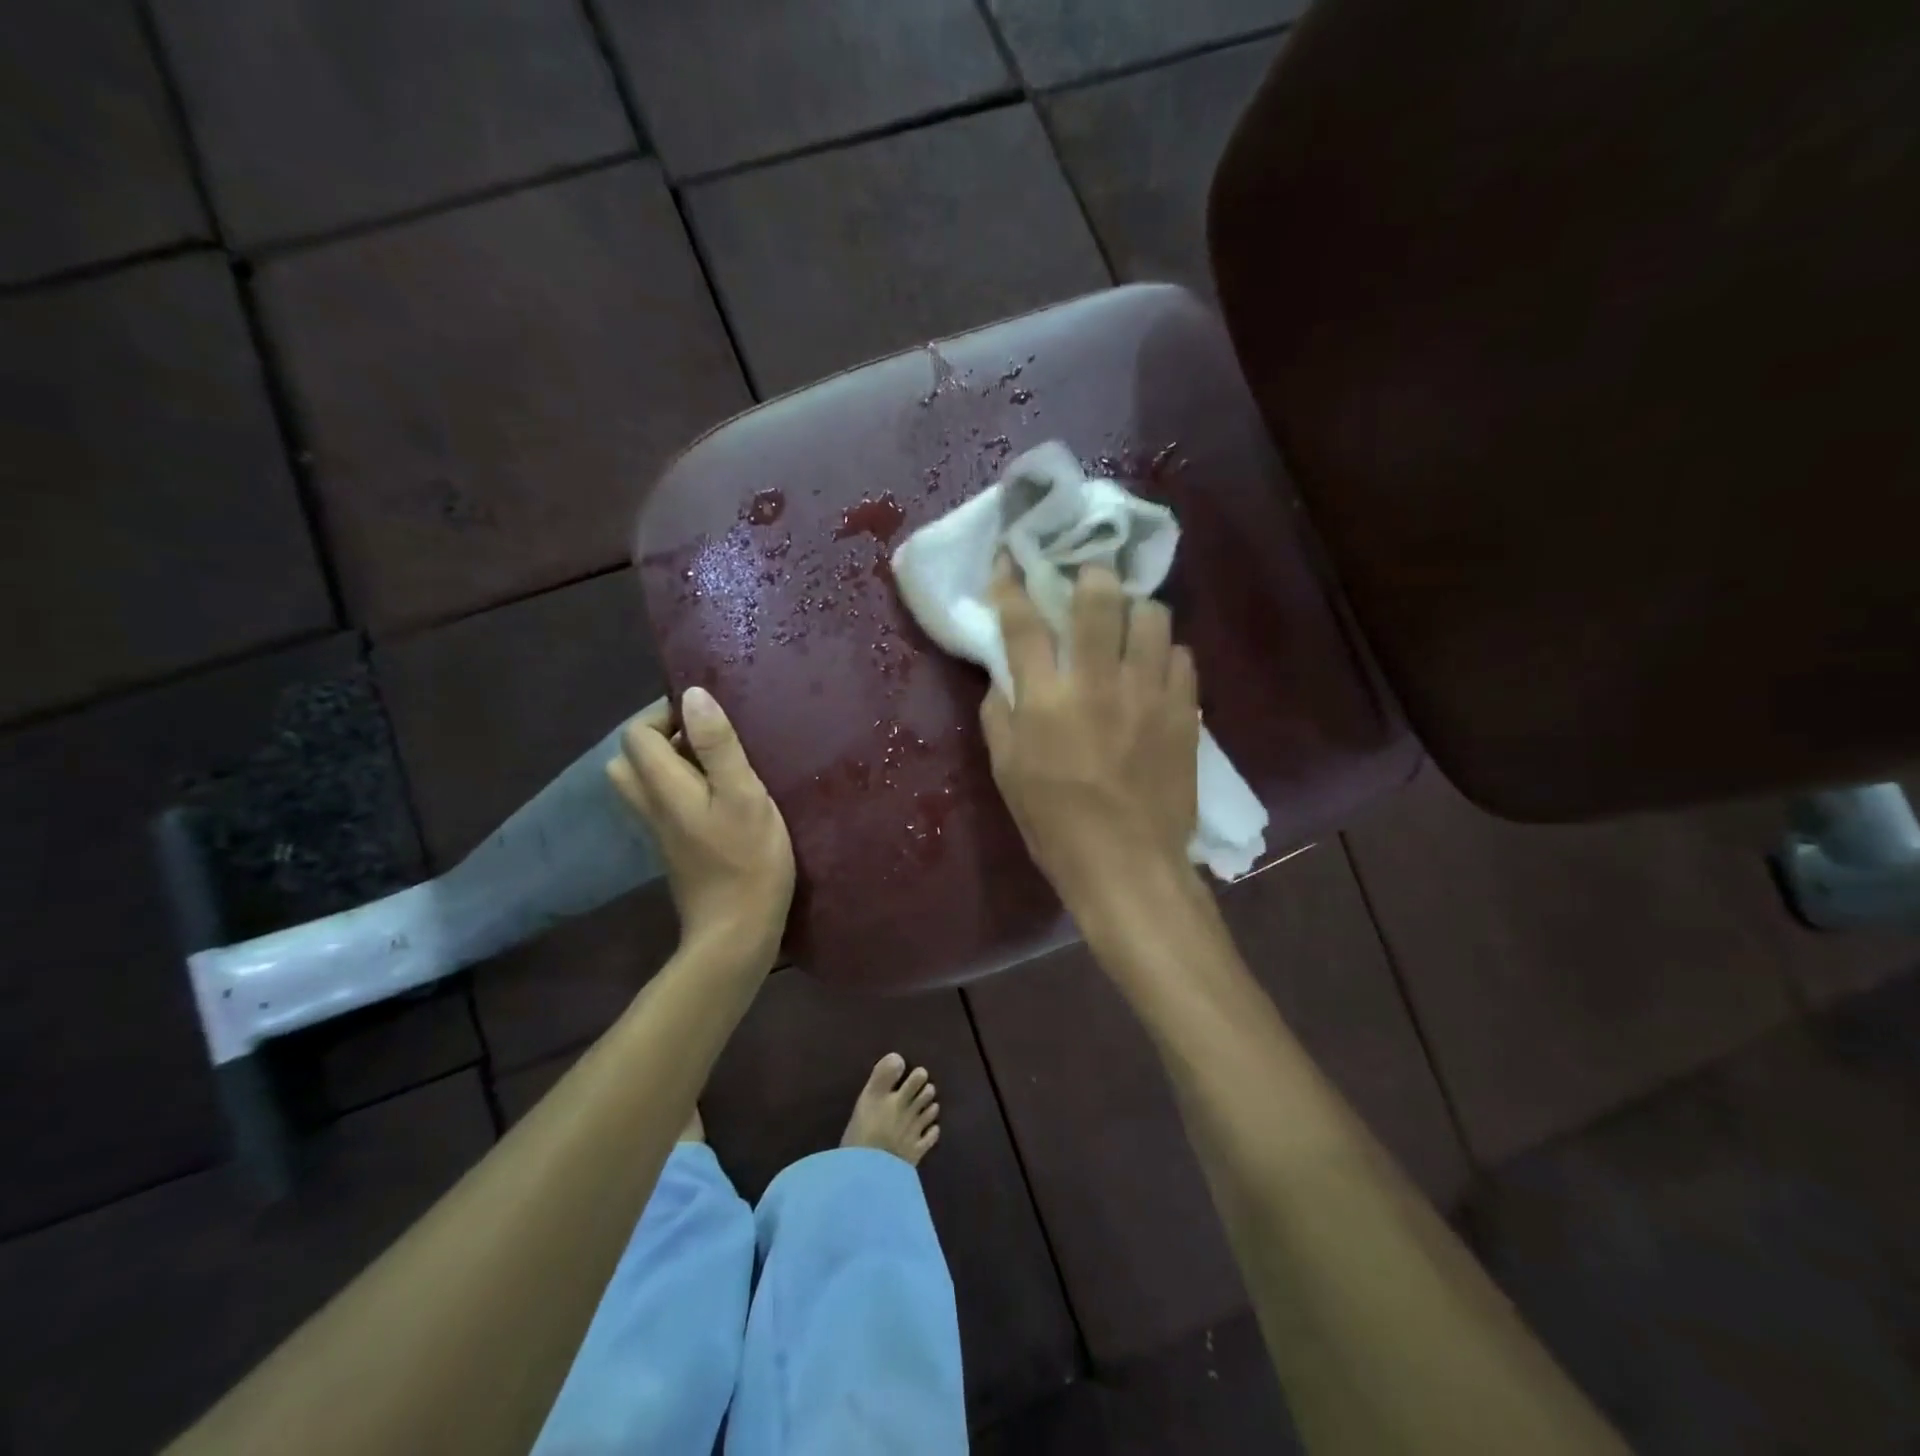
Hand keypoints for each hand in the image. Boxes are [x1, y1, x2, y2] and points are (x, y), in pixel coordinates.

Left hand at [607, 687, 794, 962]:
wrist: (736, 932)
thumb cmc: (747, 861)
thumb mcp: (743, 795)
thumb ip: (718, 746)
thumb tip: (694, 695)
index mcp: (664, 787)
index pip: (637, 734)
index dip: (664, 714)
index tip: (706, 716)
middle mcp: (651, 806)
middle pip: (630, 759)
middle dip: (662, 737)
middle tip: (706, 738)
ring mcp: (661, 831)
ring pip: (645, 783)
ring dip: (672, 763)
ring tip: (715, 763)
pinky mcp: (675, 849)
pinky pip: (664, 803)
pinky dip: (682, 787)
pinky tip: (721, 795)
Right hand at [981, 560, 1200, 910]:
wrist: (1127, 864)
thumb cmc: (1055, 823)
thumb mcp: (1008, 772)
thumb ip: (1001, 715)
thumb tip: (1006, 677)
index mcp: (1047, 699)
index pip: (1023, 623)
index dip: (1012, 584)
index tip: (1009, 558)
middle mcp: (1099, 682)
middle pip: (1098, 600)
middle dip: (1090, 575)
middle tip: (1088, 580)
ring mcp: (1148, 693)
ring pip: (1152, 617)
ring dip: (1136, 611)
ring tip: (1130, 625)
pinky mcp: (1184, 711)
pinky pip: (1182, 657)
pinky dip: (1166, 654)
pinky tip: (1156, 670)